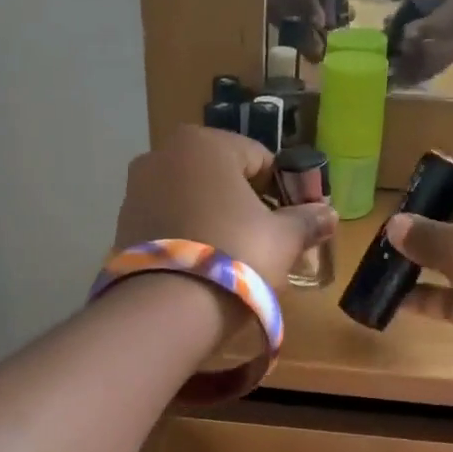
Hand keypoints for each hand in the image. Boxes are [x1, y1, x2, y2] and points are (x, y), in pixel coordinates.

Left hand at [115, 127, 337, 289]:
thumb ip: (306, 221)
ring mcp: (136, 189)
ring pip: (190, 197)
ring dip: (211, 216)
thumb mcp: (282, 239)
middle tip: (262, 238)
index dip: (280, 188)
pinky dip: (184, 233)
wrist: (166, 308)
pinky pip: (166, 220)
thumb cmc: (235, 255)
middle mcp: (163, 154)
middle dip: (242, 201)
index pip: (258, 157)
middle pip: (219, 175)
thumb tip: (330, 214)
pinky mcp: (122, 223)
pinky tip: (200, 264)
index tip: (289, 219)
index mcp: (205, 143)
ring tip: (230, 255)